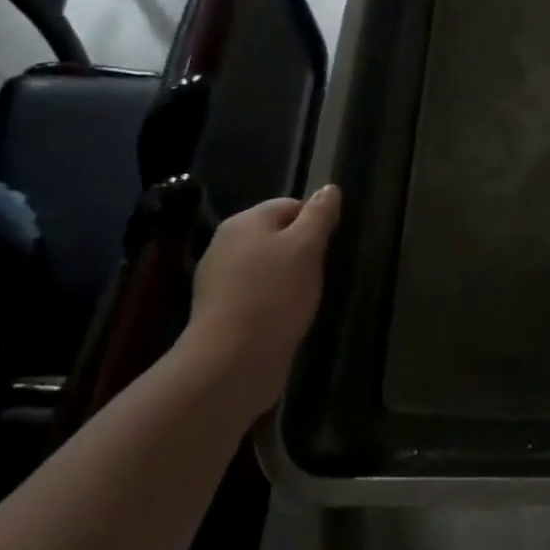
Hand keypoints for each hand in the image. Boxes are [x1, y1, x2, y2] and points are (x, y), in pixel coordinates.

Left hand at [179, 185, 340, 417]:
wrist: (232, 360)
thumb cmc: (275, 294)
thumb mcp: (307, 247)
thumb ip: (319, 216)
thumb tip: (329, 188)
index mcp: (244, 222)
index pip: (289, 205)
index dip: (315, 221)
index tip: (330, 246)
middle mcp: (225, 245)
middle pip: (276, 235)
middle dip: (302, 251)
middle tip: (321, 272)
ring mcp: (219, 280)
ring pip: (266, 266)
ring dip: (288, 277)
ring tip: (306, 297)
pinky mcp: (221, 312)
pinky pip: (256, 294)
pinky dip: (274, 300)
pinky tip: (286, 316)